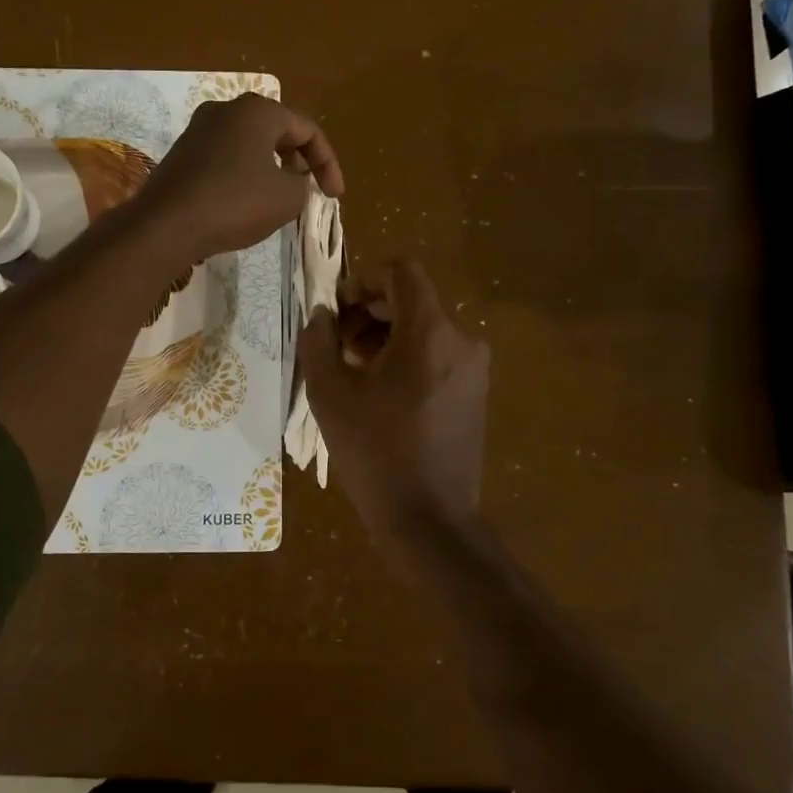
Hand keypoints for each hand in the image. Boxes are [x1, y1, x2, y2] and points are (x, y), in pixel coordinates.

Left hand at [138, 94, 344, 262]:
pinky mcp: (182, 154)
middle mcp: (226, 110)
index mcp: (257, 110)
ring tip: (281, 198)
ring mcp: (198, 130)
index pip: (307, 130)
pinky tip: (246, 202)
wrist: (165, 225)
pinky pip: (226, 158)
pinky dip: (245, 175)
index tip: (334, 196)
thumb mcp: (287, 198)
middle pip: (277, 131)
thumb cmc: (234, 203)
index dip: (328, 164)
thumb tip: (295, 182)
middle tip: (309, 189)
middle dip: (299, 161)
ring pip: (249, 144)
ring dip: (272, 168)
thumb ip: (303, 185)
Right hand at [300, 259, 489, 531]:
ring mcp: (473, 369)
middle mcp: (461, 340)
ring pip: (424, 329)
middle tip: (336, 342)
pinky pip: (437, 355)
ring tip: (353, 370)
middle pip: (412, 300)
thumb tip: (322, 315)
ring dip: (385, 336)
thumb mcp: (330, 393)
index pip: (402, 272)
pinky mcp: (475, 393)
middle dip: (369, 311)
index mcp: (430, 331)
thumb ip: (318, 341)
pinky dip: (406, 357)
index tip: (337, 307)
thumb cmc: (376, 451)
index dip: (363, 279)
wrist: (430, 520)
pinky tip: (380, 391)